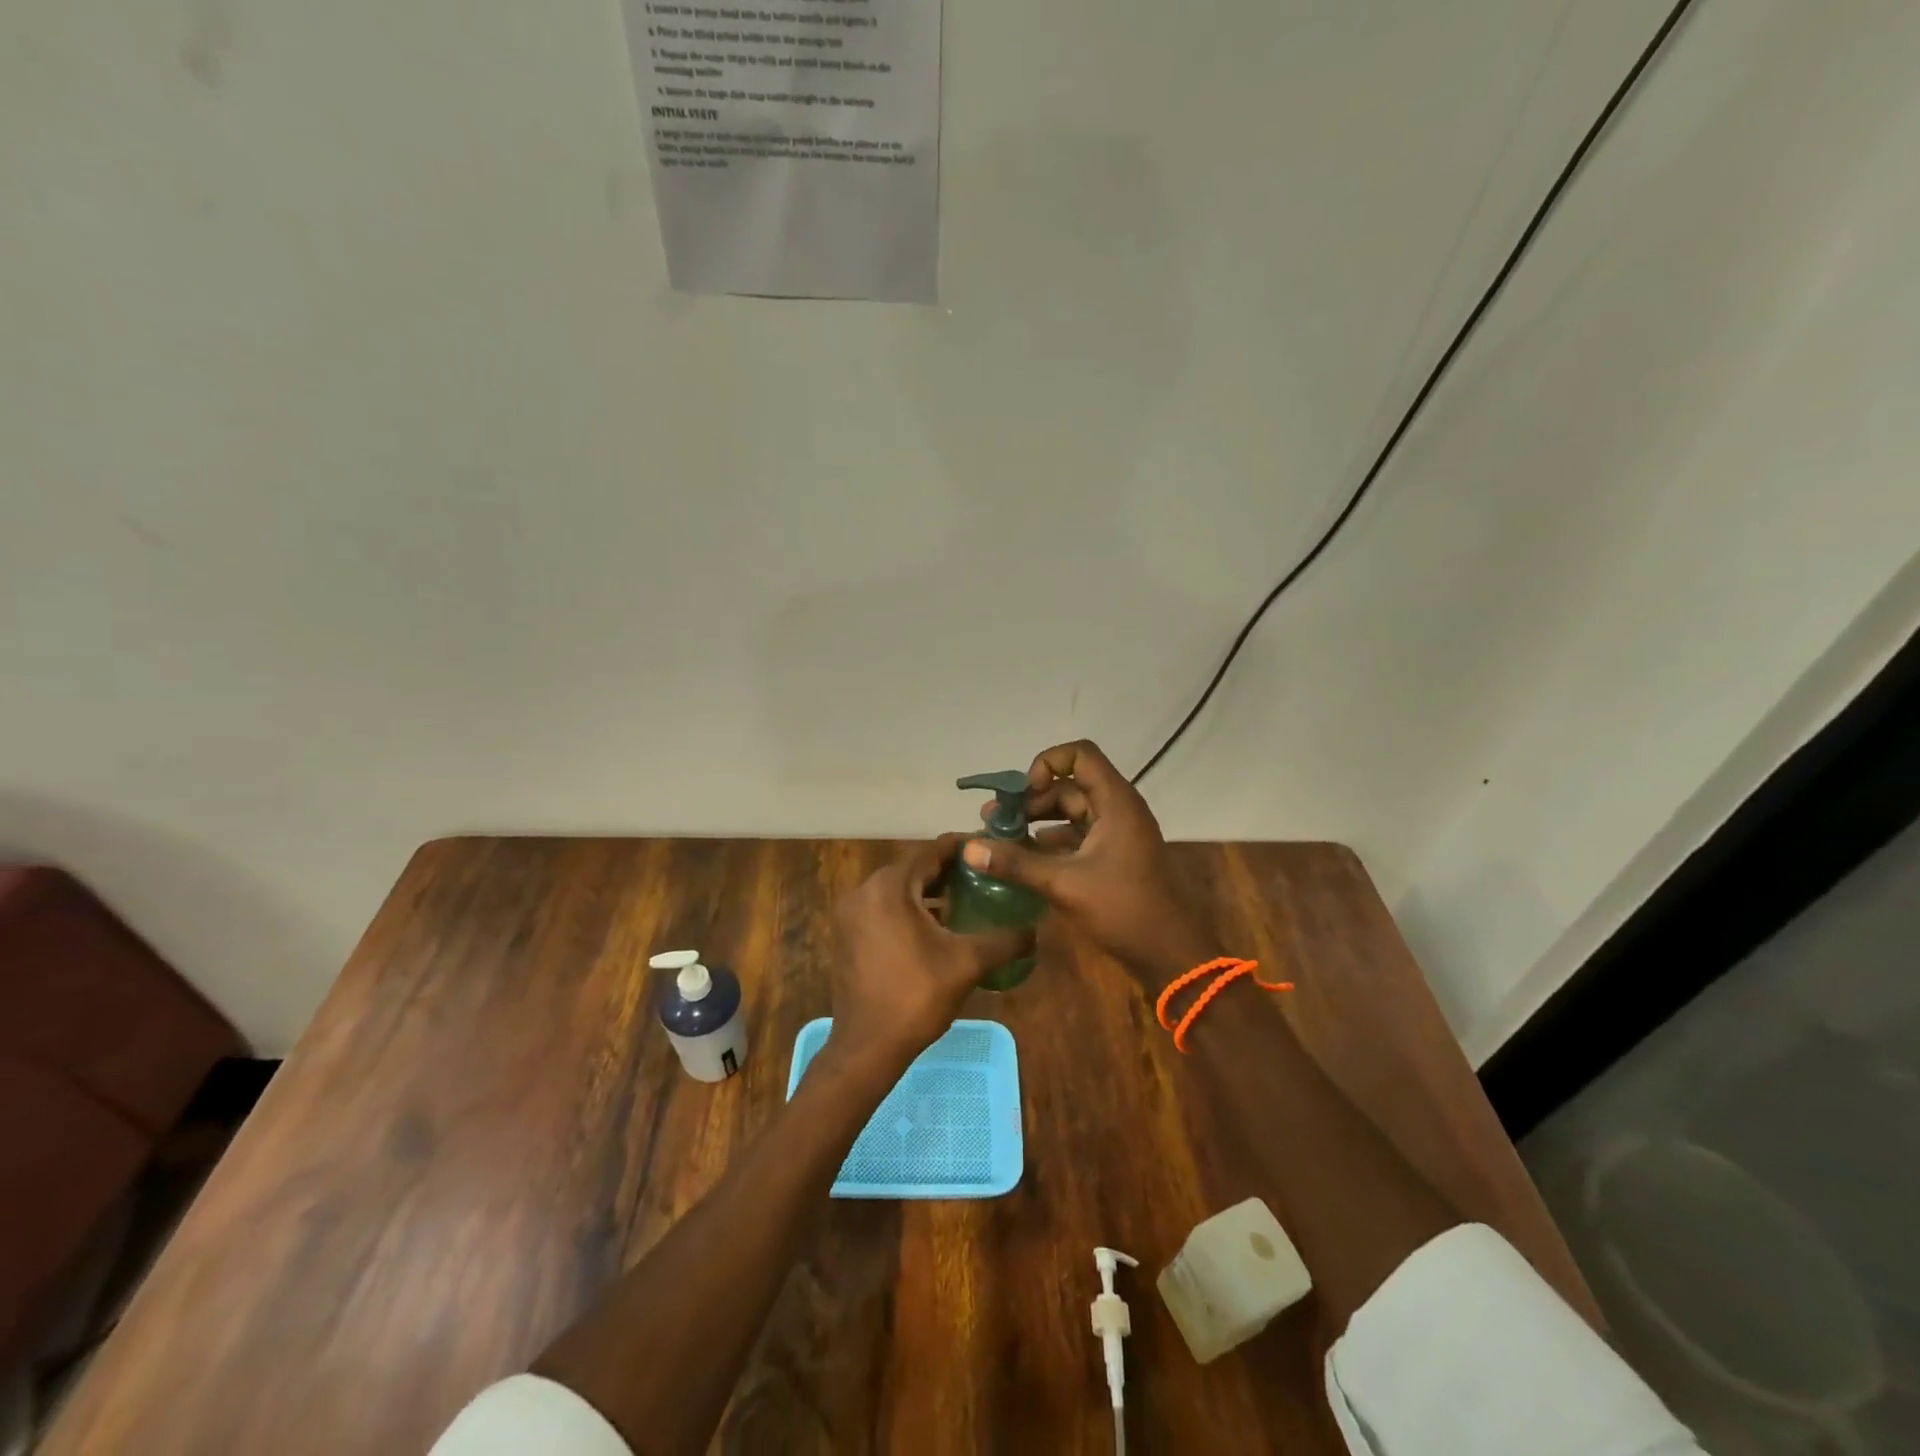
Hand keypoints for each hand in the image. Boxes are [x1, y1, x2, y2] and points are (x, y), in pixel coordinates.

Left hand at [830, 836, 1034, 1070]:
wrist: (867, 1048)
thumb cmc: (917, 997)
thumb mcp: (967, 963)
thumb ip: (1005, 940)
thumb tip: (1037, 930)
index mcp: (890, 887)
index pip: (932, 851)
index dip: (963, 847)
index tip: (990, 848)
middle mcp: (863, 891)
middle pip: (913, 868)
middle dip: (948, 870)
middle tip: (984, 875)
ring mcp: (850, 913)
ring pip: (897, 889)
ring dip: (928, 891)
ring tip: (966, 898)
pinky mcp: (846, 934)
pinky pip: (883, 907)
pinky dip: (909, 908)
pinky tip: (936, 925)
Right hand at [963, 740, 1216, 990]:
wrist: (1172, 955)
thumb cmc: (1124, 909)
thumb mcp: (1065, 883)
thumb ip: (1016, 863)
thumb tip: (969, 848)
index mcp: (1115, 802)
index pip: (1079, 755)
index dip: (1046, 764)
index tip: (1023, 794)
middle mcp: (1117, 809)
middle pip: (1069, 786)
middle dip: (1030, 800)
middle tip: (994, 821)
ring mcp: (1117, 834)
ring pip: (1070, 813)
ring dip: (1037, 822)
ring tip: (1000, 839)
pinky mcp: (1113, 857)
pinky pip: (1077, 837)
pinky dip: (1050, 843)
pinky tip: (1023, 860)